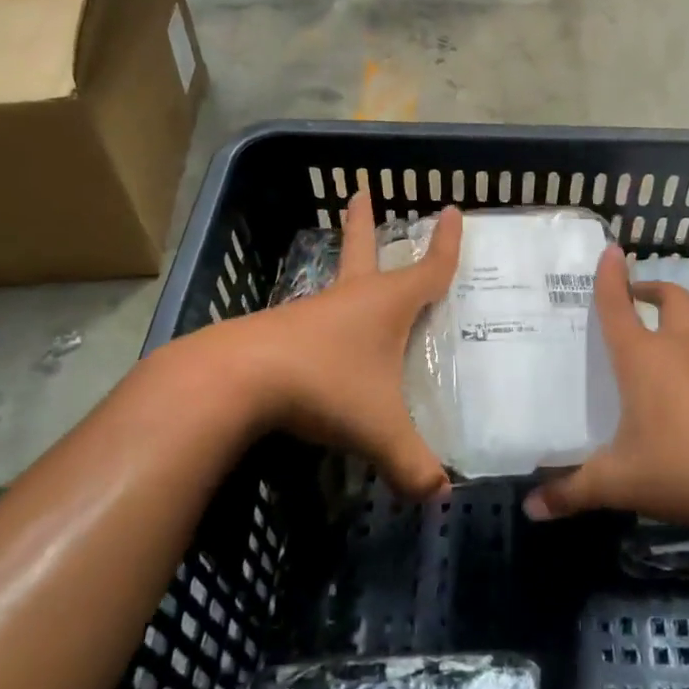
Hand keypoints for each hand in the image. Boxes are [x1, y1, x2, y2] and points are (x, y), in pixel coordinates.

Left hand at [237, 190, 461, 499]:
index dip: (446, 245)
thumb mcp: (378, 429)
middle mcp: (349, 298)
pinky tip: (322, 343)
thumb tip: (439, 496)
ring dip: (346, 272)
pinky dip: (324, 322)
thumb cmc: (324, 386)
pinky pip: (313, 322)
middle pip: (363, 250)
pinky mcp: (280, 333)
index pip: (429, 269)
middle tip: (359, 192)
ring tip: (355, 278)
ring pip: (336, 286)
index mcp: (385, 304)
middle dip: (365, 223)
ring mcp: (310, 312)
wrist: (236, 380)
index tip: (452, 211)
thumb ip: (411, 464)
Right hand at [524, 246, 688, 534]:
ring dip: (667, 326)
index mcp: (642, 359)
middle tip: (632, 296)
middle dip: (651, 290)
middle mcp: (676, 354)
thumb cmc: (682, 466)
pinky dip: (680, 362)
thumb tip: (531, 509)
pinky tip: (666, 399)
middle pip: (671, 301)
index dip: (611, 278)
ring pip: (687, 331)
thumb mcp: (618, 482)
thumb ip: (572, 492)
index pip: (619, 307)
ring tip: (638, 353)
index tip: (611, 249)